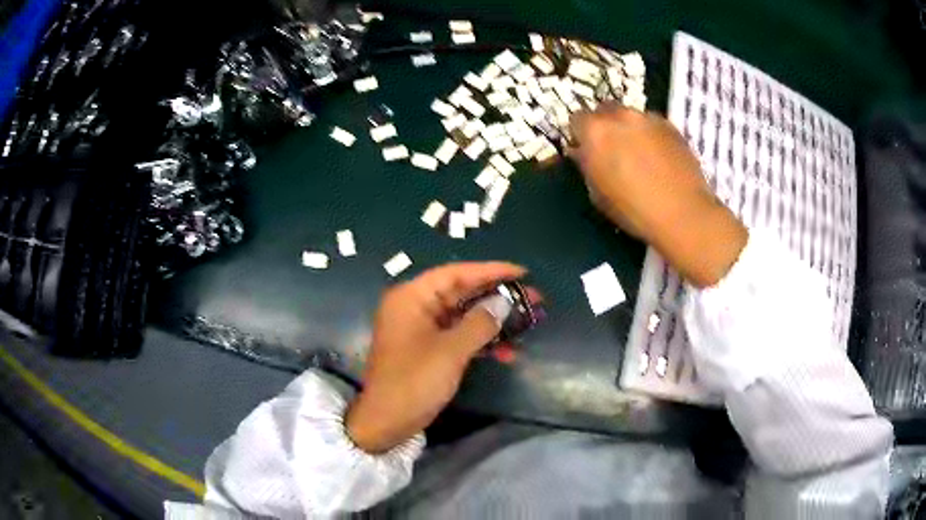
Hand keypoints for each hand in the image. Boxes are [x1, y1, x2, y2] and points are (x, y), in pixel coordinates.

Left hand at [345, 262, 533, 453]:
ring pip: (463, 316)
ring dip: (493, 321)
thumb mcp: (450, 352)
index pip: (456, 273)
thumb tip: (504, 302)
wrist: (386, 422)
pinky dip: (480, 341)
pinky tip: (507, 351)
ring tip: (527, 323)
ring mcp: (421, 329)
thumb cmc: (414, 382)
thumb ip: (480, 323)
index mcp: (412, 297)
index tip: (522, 273)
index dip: (491, 271)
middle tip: (532, 298)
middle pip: (461, 293)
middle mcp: (415, 307)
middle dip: (497, 297)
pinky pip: (458, 335)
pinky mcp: (427, 348)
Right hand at [569, 105, 747, 286]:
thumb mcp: (598, 194)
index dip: (581, 135)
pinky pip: (653, 124)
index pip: (577, 120)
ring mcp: (649, 118)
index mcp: (596, 131)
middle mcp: (621, 116)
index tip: (587, 150)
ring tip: (639, 155)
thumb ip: (587, 166)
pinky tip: (659, 158)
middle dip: (605, 126)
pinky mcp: (672, 126)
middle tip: (612, 150)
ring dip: (629, 129)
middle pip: (605, 110)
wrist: (683, 214)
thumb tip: (584, 154)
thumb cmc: (634, 211)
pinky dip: (651, 135)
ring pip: (631, 116)